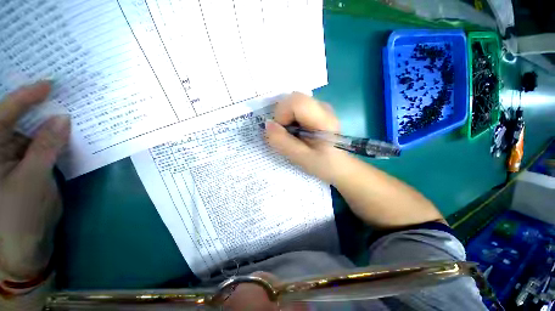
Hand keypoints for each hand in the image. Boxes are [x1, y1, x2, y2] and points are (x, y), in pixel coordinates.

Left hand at [0, 82, 69, 279]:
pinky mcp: (23, 167)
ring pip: (28, 132)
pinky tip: (62, 134)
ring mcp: (11, 159)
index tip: (50, 84)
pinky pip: (37, 145)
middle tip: (56, 93)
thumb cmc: (20, 215)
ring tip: (63, 113)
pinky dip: (49, 139)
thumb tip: (63, 119)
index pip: (4, 114)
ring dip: (45, 124)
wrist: (26, 245)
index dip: (26, 97)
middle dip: (34, 106)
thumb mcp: (33, 179)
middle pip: (15, 120)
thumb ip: (46, 146)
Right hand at [265, 92, 347, 183]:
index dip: (282, 114)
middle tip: (286, 134)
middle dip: (282, 116)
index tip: (282, 132)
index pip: (296, 101)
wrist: (341, 166)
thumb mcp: (301, 158)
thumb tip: (267, 124)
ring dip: (286, 118)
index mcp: (323, 119)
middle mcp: (323, 107)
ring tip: (292, 135)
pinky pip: (297, 109)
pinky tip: (297, 132)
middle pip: (293, 99)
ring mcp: (320, 108)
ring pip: (293, 103)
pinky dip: (291, 119)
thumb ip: (283, 142)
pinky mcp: (317, 112)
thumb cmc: (324, 165)